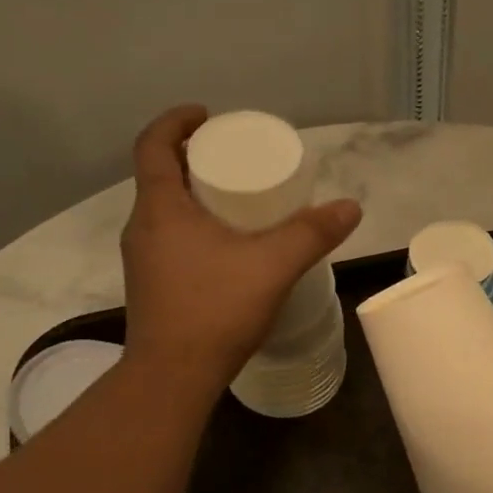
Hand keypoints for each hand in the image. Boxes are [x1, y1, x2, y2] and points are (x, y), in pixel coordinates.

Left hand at [121, 105, 360, 387]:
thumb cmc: (215, 310)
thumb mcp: (272, 266)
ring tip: (236, 198)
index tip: (207, 115)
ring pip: (165, 210)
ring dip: (194, 194)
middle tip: (234, 157)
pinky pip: (171, 238)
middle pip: (160, 175)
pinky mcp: (153, 285)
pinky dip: (194, 225)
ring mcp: (143, 260)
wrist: (173, 377)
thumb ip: (312, 234)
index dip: (176, 122)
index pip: (153, 145)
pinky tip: (227, 246)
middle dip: (194, 158)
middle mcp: (143, 228)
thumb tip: (350, 207)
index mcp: (160, 209)